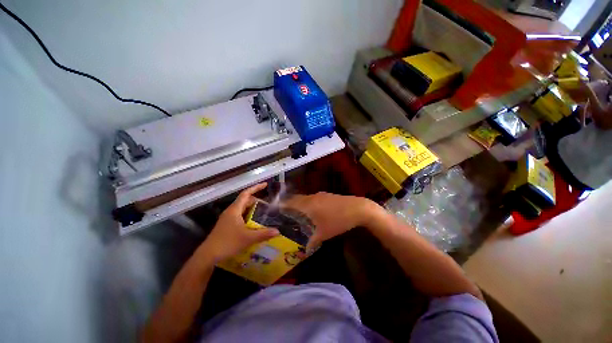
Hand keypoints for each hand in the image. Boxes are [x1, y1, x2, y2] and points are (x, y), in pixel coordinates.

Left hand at [200, 183, 278, 262]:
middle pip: (245, 200)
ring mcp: (227, 218)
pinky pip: (239, 215)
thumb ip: (263, 234)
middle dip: (256, 200)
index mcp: (235, 210)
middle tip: (267, 203)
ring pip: (242, 208)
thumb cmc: (227, 243)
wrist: (208, 255)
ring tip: (262, 212)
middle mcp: (231, 211)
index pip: (246, 194)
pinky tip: (253, 223)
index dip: (256, 188)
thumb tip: (277, 231)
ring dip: (252, 208)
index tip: (265, 184)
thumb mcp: (248, 238)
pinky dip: (248, 215)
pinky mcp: (226, 225)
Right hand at [284, 192, 381, 250]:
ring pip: (307, 198)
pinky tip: (313, 212)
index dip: (282, 204)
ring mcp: (321, 195)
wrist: (358, 208)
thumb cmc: (338, 220)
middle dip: (290, 204)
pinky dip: (310, 204)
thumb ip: (312, 241)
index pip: (291, 202)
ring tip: (297, 213)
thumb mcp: (324, 233)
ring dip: (301, 204)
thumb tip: (306, 250)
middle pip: (298, 199)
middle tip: (285, 213)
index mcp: (308, 204)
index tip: (275, 208)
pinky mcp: (329, 195)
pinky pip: (314, 199)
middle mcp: (313, 197)